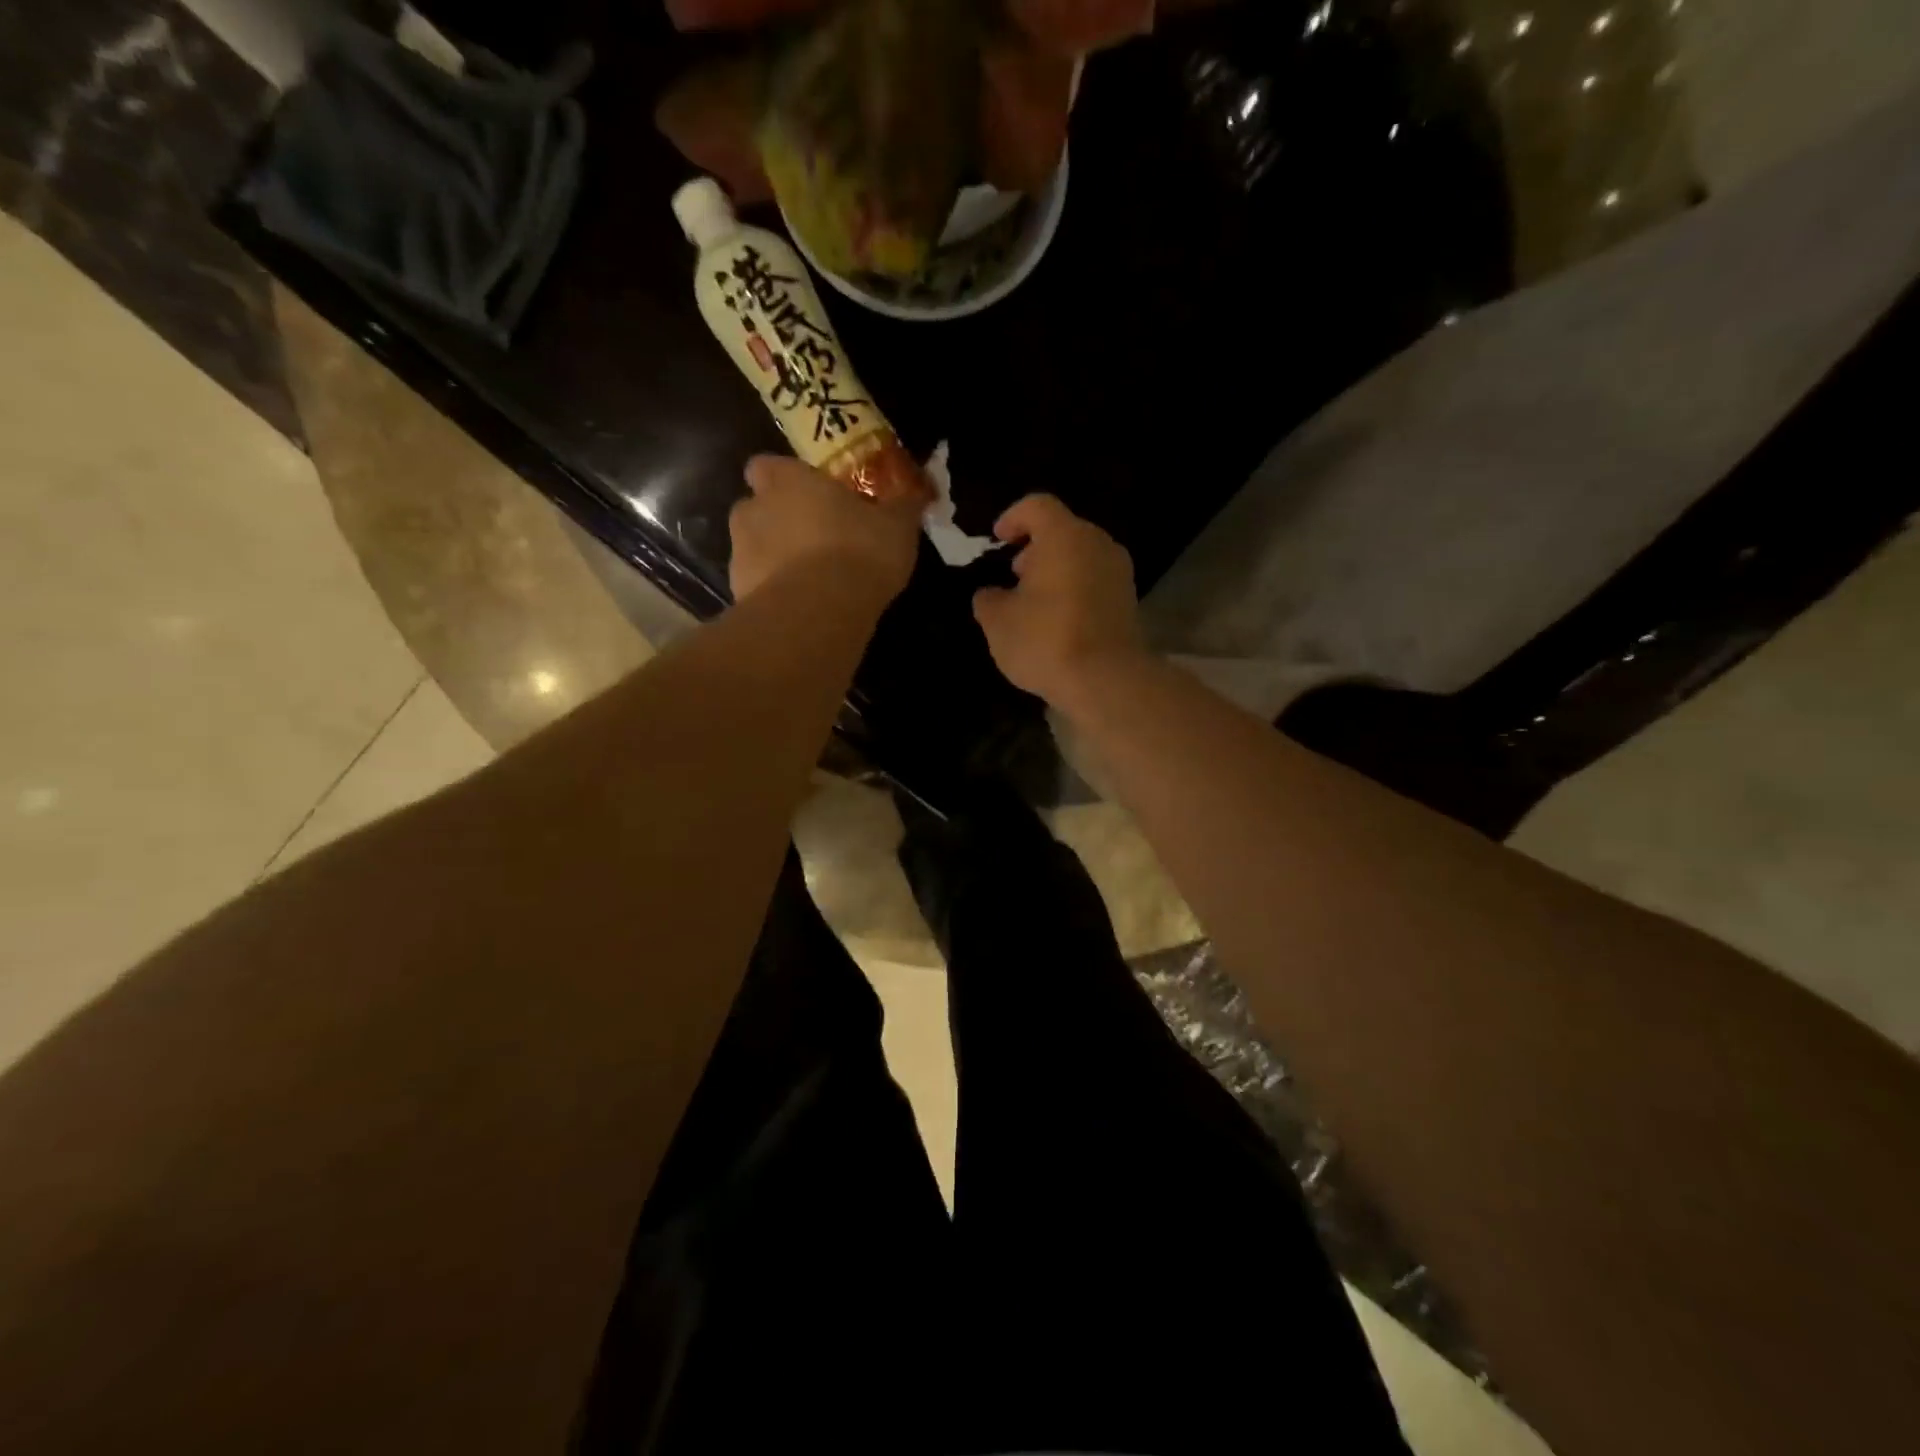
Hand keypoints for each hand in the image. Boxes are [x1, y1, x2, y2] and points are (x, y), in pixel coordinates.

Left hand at [729, 455, 921, 604]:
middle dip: (777, 521)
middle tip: (813, 540)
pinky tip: (800, 609)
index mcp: (787, 481)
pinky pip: (755, 588)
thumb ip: (901, 507)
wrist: (819, 613)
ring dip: (773, 560)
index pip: (767, 466)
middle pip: (756, 508)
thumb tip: (914, 495)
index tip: (809, 495)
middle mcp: (753, 509)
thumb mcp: (897, 527)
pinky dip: (772, 594)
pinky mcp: (738, 594)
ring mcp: (739, 554)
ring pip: (752, 549)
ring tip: (808, 582)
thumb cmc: (858, 552)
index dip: (786, 479)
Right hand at [972, 494, 1146, 704]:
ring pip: (1081, 557)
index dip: (1012, 518)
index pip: (1036, 506)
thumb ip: (988, 599)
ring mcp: (1119, 572)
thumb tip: (991, 594)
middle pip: (1063, 531)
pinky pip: (1095, 582)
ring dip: (1056, 571)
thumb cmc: (1045, 640)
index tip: (997, 540)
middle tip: (1014, 574)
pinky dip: (1075, 590)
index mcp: (1064, 536)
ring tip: (1034, 602)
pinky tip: (1058, 620)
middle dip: (1035, 548)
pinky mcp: (1129, 601)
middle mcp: (1098, 544)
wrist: (1106, 680)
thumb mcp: (998, 622)